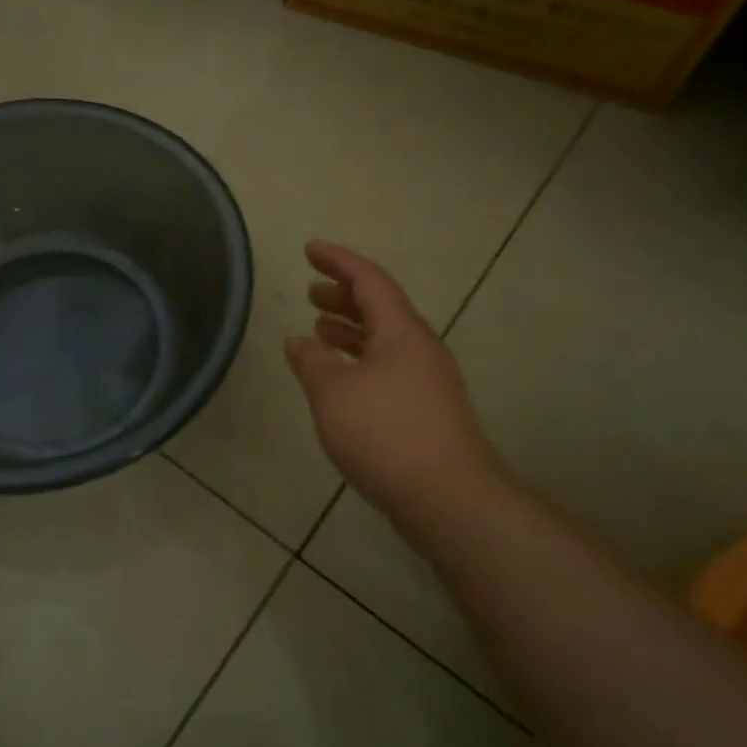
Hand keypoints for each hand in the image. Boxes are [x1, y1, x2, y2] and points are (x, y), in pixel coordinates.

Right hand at [284, 241, 517, 548]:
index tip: (310, 248)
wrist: (447, 497)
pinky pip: (387, 367)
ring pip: (383, 340)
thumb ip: (311, 361)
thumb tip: (299, 341)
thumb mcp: (333, 391)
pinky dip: (359, 360)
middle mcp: (419, 348)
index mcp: (400, 331)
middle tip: (310, 290)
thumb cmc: (385, 433)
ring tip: (318, 329)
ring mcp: (427, 380)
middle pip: (379, 307)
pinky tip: (339, 379)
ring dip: (350, 329)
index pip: (368, 280)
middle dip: (343, 294)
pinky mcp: (426, 410)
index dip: (338, 260)